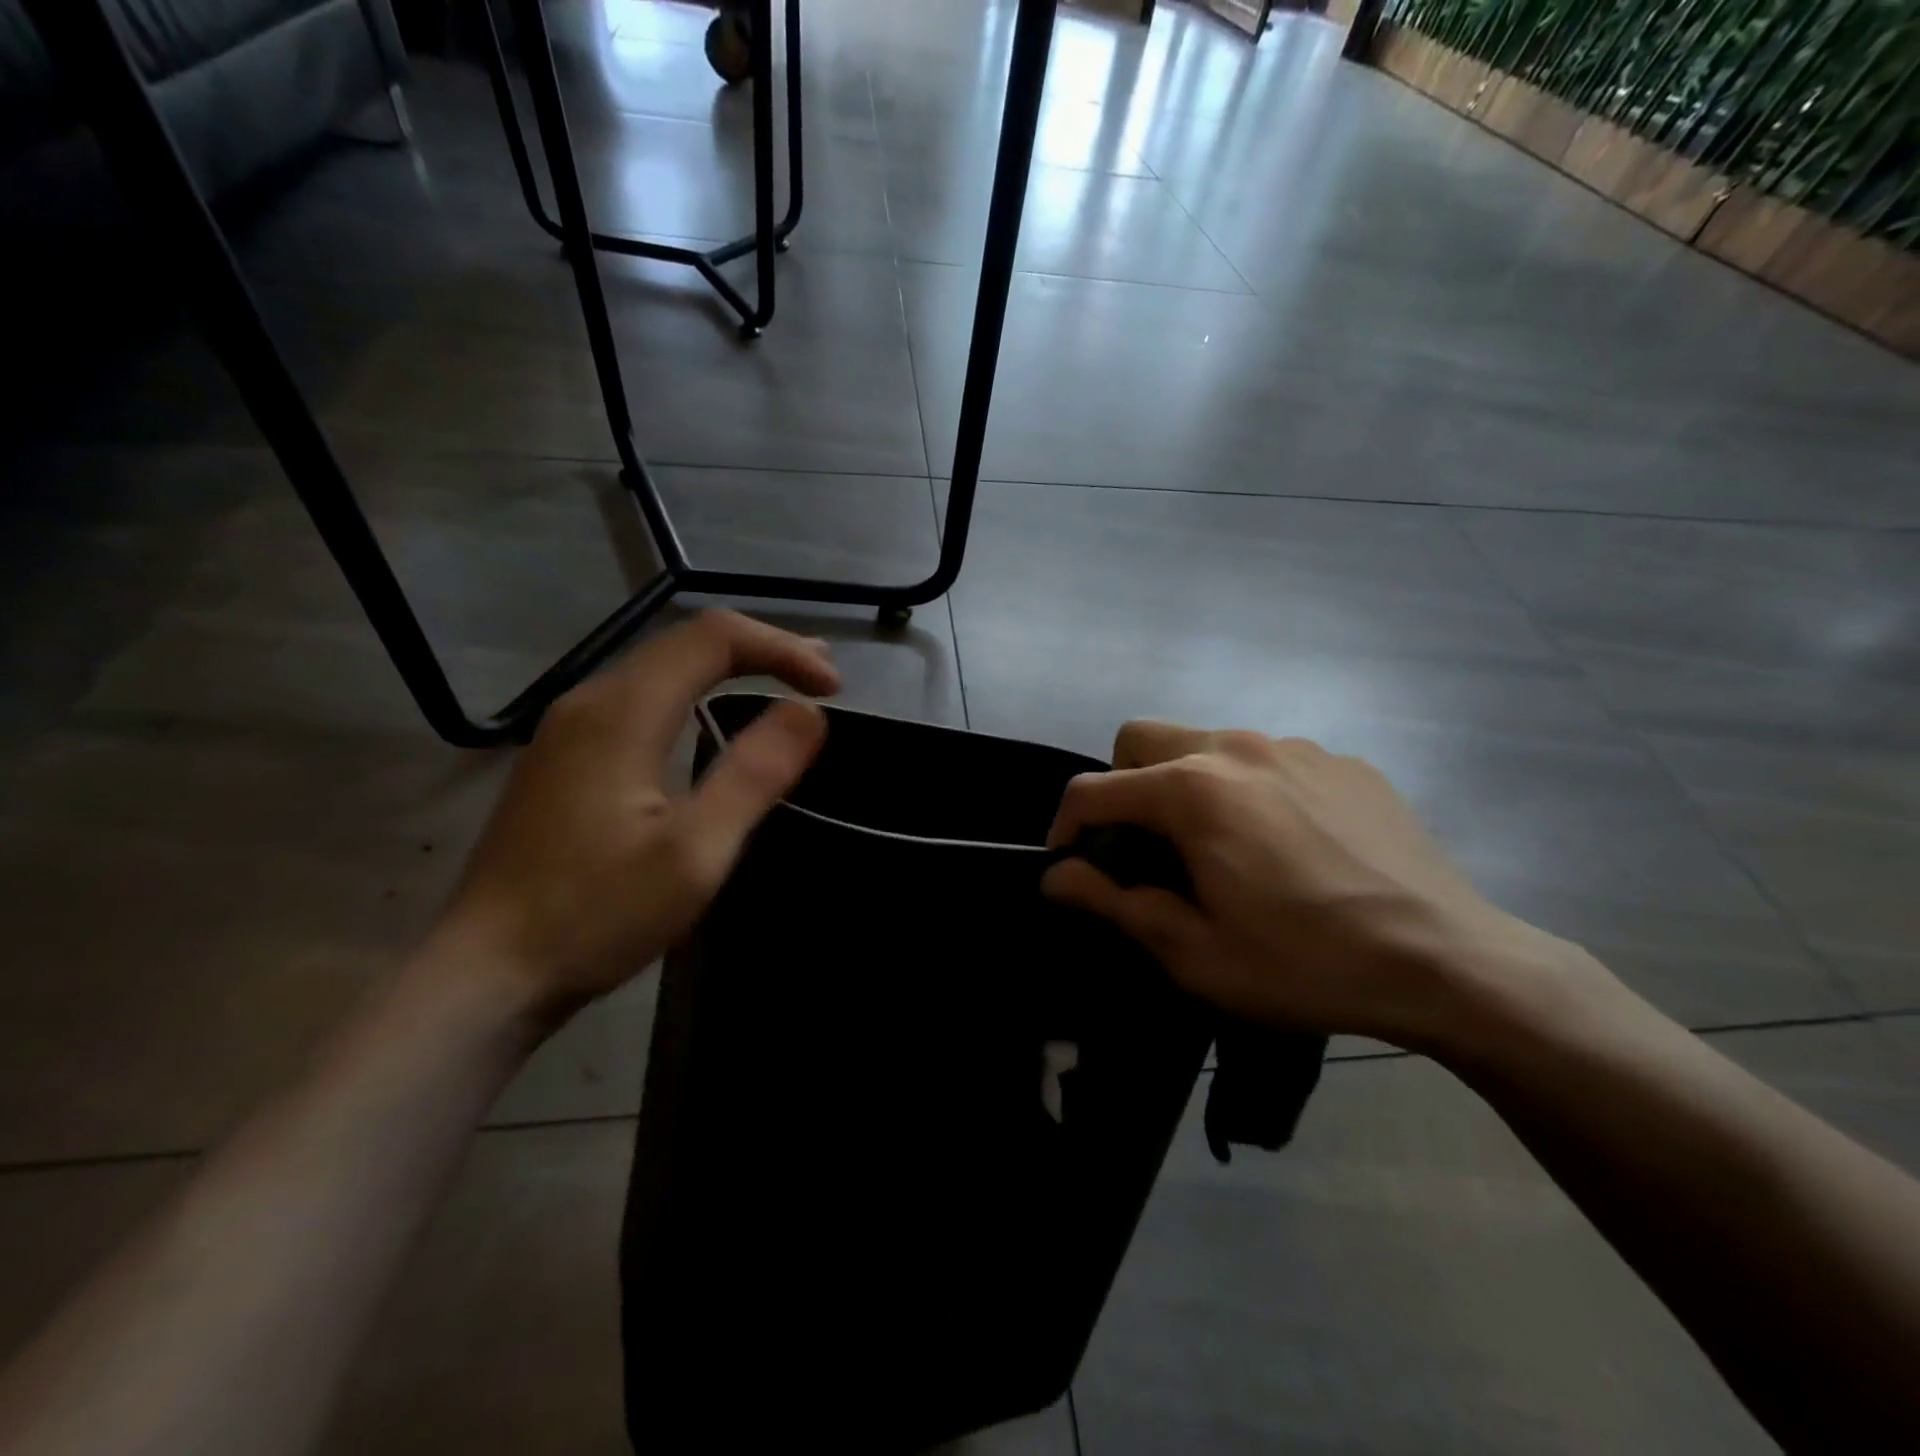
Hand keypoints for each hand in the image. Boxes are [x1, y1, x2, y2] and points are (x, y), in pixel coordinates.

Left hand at [432, 611, 839, 1020]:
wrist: (486, 974)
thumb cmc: (596, 915)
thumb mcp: (694, 852)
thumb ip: (755, 774)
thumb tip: (808, 712)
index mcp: (623, 712)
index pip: (714, 638)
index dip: (781, 649)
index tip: (831, 689)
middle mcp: (590, 701)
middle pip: (685, 642)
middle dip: (761, 649)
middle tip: (821, 678)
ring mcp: (569, 728)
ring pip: (661, 668)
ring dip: (728, 667)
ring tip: (783, 684)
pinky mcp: (564, 757)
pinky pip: (641, 698)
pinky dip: (695, 693)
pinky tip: (713, 720)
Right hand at [1042, 722, 1556, 1047]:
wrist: (1450, 962)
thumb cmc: (1304, 963)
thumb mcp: (1194, 952)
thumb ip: (1113, 903)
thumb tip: (1055, 876)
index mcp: (1191, 790)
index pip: (1092, 789)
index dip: (1066, 828)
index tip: (1073, 868)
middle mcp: (1234, 747)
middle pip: (1141, 739)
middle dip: (1121, 786)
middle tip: (1143, 847)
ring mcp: (1294, 747)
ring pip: (1204, 743)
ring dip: (1185, 785)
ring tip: (1218, 848)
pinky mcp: (1341, 761)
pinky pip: (1267, 760)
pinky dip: (1248, 790)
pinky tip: (1285, 846)